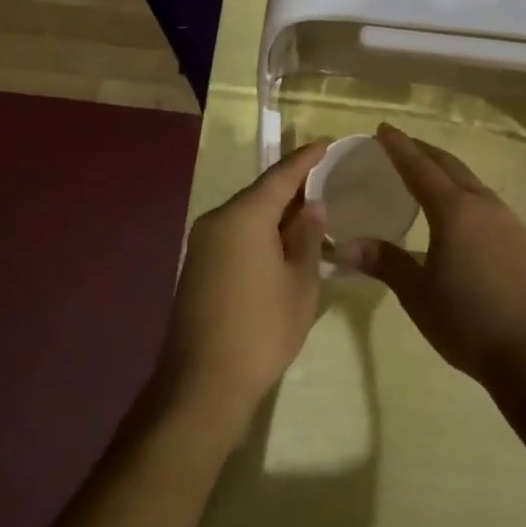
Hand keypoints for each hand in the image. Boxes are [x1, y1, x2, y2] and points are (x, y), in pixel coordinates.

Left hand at [161, 141, 329, 418]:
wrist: (203, 383)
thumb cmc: (262, 328)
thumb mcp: (301, 281)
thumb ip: (308, 237)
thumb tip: (311, 207)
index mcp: (244, 216)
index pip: (280, 176)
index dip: (306, 159)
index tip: (326, 143)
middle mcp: (217, 220)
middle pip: (260, 193)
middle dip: (292, 186)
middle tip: (324, 180)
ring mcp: (202, 244)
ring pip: (246, 215)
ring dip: (276, 212)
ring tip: (309, 212)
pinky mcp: (198, 267)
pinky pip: (235, 234)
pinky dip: (260, 231)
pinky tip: (281, 242)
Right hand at [340, 125, 525, 384]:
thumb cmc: (467, 321)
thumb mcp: (418, 294)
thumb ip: (386, 263)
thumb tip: (347, 245)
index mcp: (454, 211)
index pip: (419, 168)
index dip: (399, 147)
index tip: (383, 129)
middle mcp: (484, 205)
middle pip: (450, 167)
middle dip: (425, 152)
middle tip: (402, 145)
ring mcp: (510, 221)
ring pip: (474, 184)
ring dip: (449, 173)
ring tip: (430, 178)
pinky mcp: (525, 241)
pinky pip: (491, 206)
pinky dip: (469, 197)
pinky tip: (465, 217)